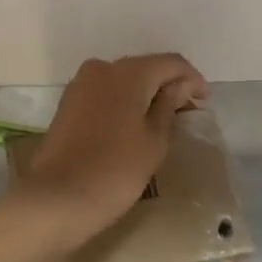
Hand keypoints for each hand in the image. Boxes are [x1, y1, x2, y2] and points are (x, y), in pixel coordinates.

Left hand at [11, 54, 208, 248]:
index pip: (170, 63)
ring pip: (123, 80)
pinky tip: (135, 123)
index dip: (192, 79)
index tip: (205, 102)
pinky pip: (105, 93)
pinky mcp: (68, 104)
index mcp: (128, 73)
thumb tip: (180, 86)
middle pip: (145, 68)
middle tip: (187, 111)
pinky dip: (124, 102)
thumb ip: (169, 106)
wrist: (57, 199)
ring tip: (163, 120)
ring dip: (145, 94)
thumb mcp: (154, 140)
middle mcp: (102, 68)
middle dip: (168, 85)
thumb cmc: (116, 170)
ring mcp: (80, 85)